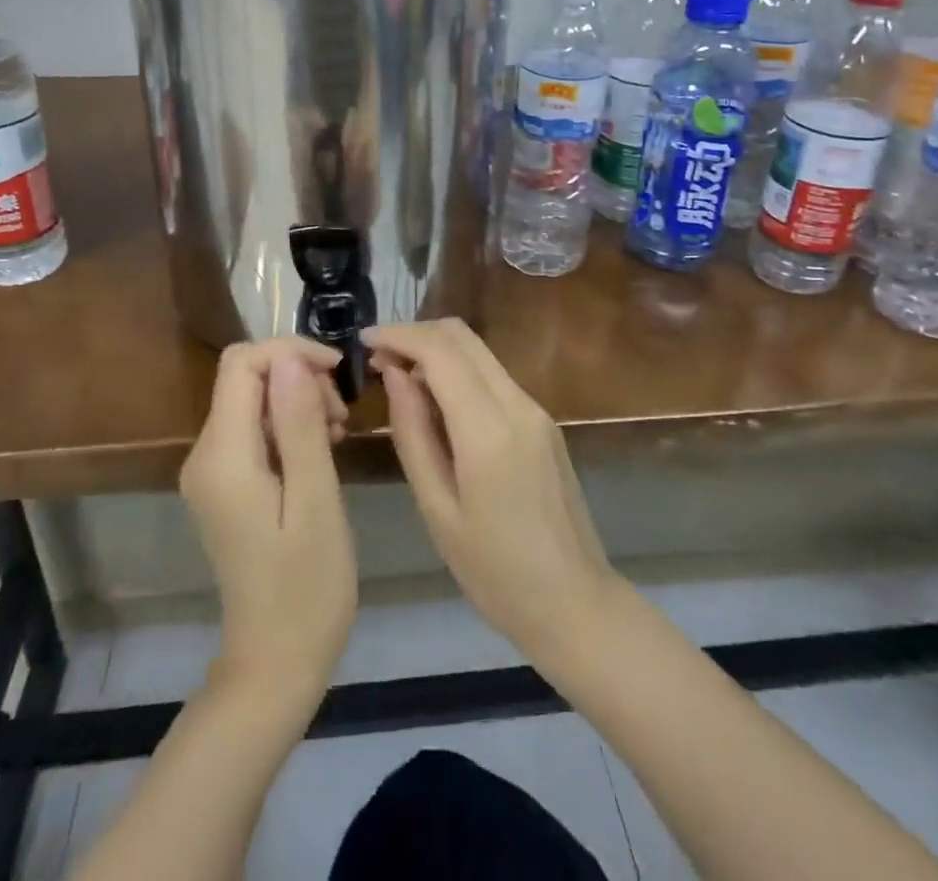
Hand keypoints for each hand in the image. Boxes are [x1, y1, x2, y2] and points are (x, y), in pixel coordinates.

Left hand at [180, 338, 356, 702]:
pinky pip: (254, 430)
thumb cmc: (306, 587)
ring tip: (338, 435)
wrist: (275, 663)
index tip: (338, 372)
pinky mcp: (226, 485)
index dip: (290, 352)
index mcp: (223, 455)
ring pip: (253, 400)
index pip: (242, 363)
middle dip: (298, 377)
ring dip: (298, 401)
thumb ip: (299, 425)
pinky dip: (289, 425)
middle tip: (342, 417)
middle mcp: (205, 454)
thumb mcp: (315, 500)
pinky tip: (321, 450)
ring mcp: (212, 472)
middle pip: (246, 378)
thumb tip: (291, 359)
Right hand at [365, 319, 617, 664]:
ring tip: (398, 378)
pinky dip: (458, 371)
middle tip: (378, 357)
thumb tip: (394, 374)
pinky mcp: (543, 421)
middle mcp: (518, 405)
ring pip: (480, 352)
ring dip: (437, 351)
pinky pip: (493, 377)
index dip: (399, 335)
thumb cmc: (494, 571)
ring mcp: (536, 410)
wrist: (574, 603)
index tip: (363, 340)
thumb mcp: (437, 508)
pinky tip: (435, 402)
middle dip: (416, 334)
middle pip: (463, 337)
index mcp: (489, 430)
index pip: (440, 351)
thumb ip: (413, 433)